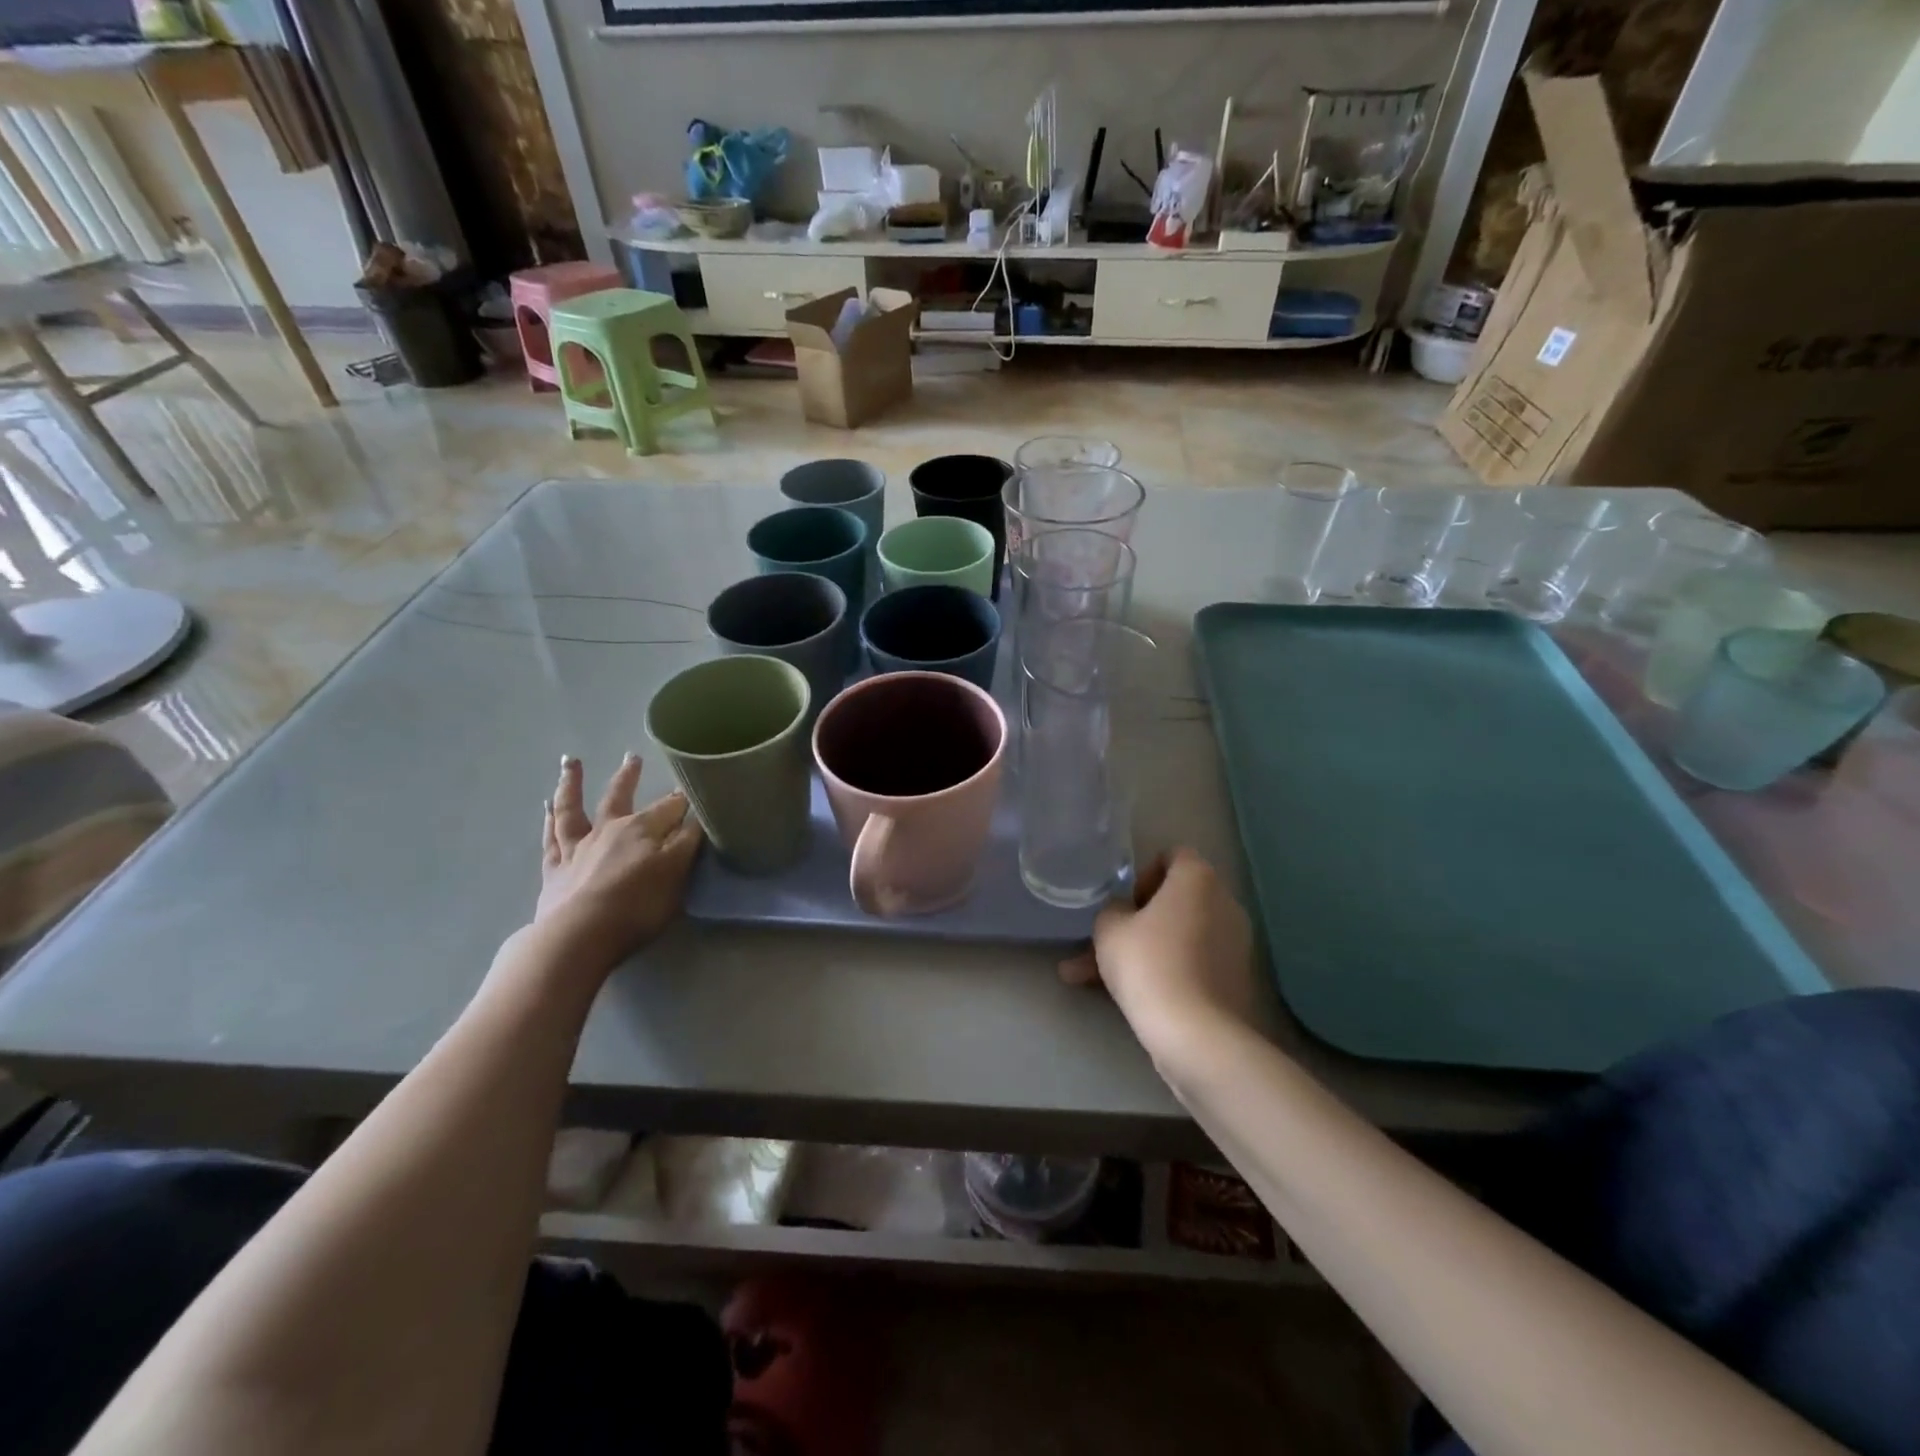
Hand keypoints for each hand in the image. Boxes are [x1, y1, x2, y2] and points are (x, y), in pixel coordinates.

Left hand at [537, 754, 702, 968]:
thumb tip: (697, 817)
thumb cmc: (636, 906)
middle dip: (628, 777)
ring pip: (573, 810)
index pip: (669, 807)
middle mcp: (607, 830)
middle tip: (632, 756)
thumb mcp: (676, 873)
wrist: (578, 937)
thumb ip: (687, 843)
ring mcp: (576, 849)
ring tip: (571, 764)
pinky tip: (546, 809)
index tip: (691, 787)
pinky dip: (548, 821)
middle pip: (619, 797)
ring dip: (572, 785)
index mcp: (640, 829)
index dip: (682, 799)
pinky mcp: (554, 871)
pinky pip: (550, 840)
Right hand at [1061, 848, 1258, 1063]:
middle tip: (1109, 941)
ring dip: (1146, 949)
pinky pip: (1193, 963)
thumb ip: (1113, 909)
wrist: (1194, 1034)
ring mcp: (1236, 943)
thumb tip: (1125, 914)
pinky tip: (1131, 997)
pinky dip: (1166, 972)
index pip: (1173, 856)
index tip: (1125, 904)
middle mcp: (1225, 902)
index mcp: (1198, 878)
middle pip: (1178, 899)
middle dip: (1141, 918)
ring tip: (1097, 978)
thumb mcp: (1109, 928)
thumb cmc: (1148, 964)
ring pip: (1180, 936)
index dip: (1144, 875)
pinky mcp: (1237, 979)